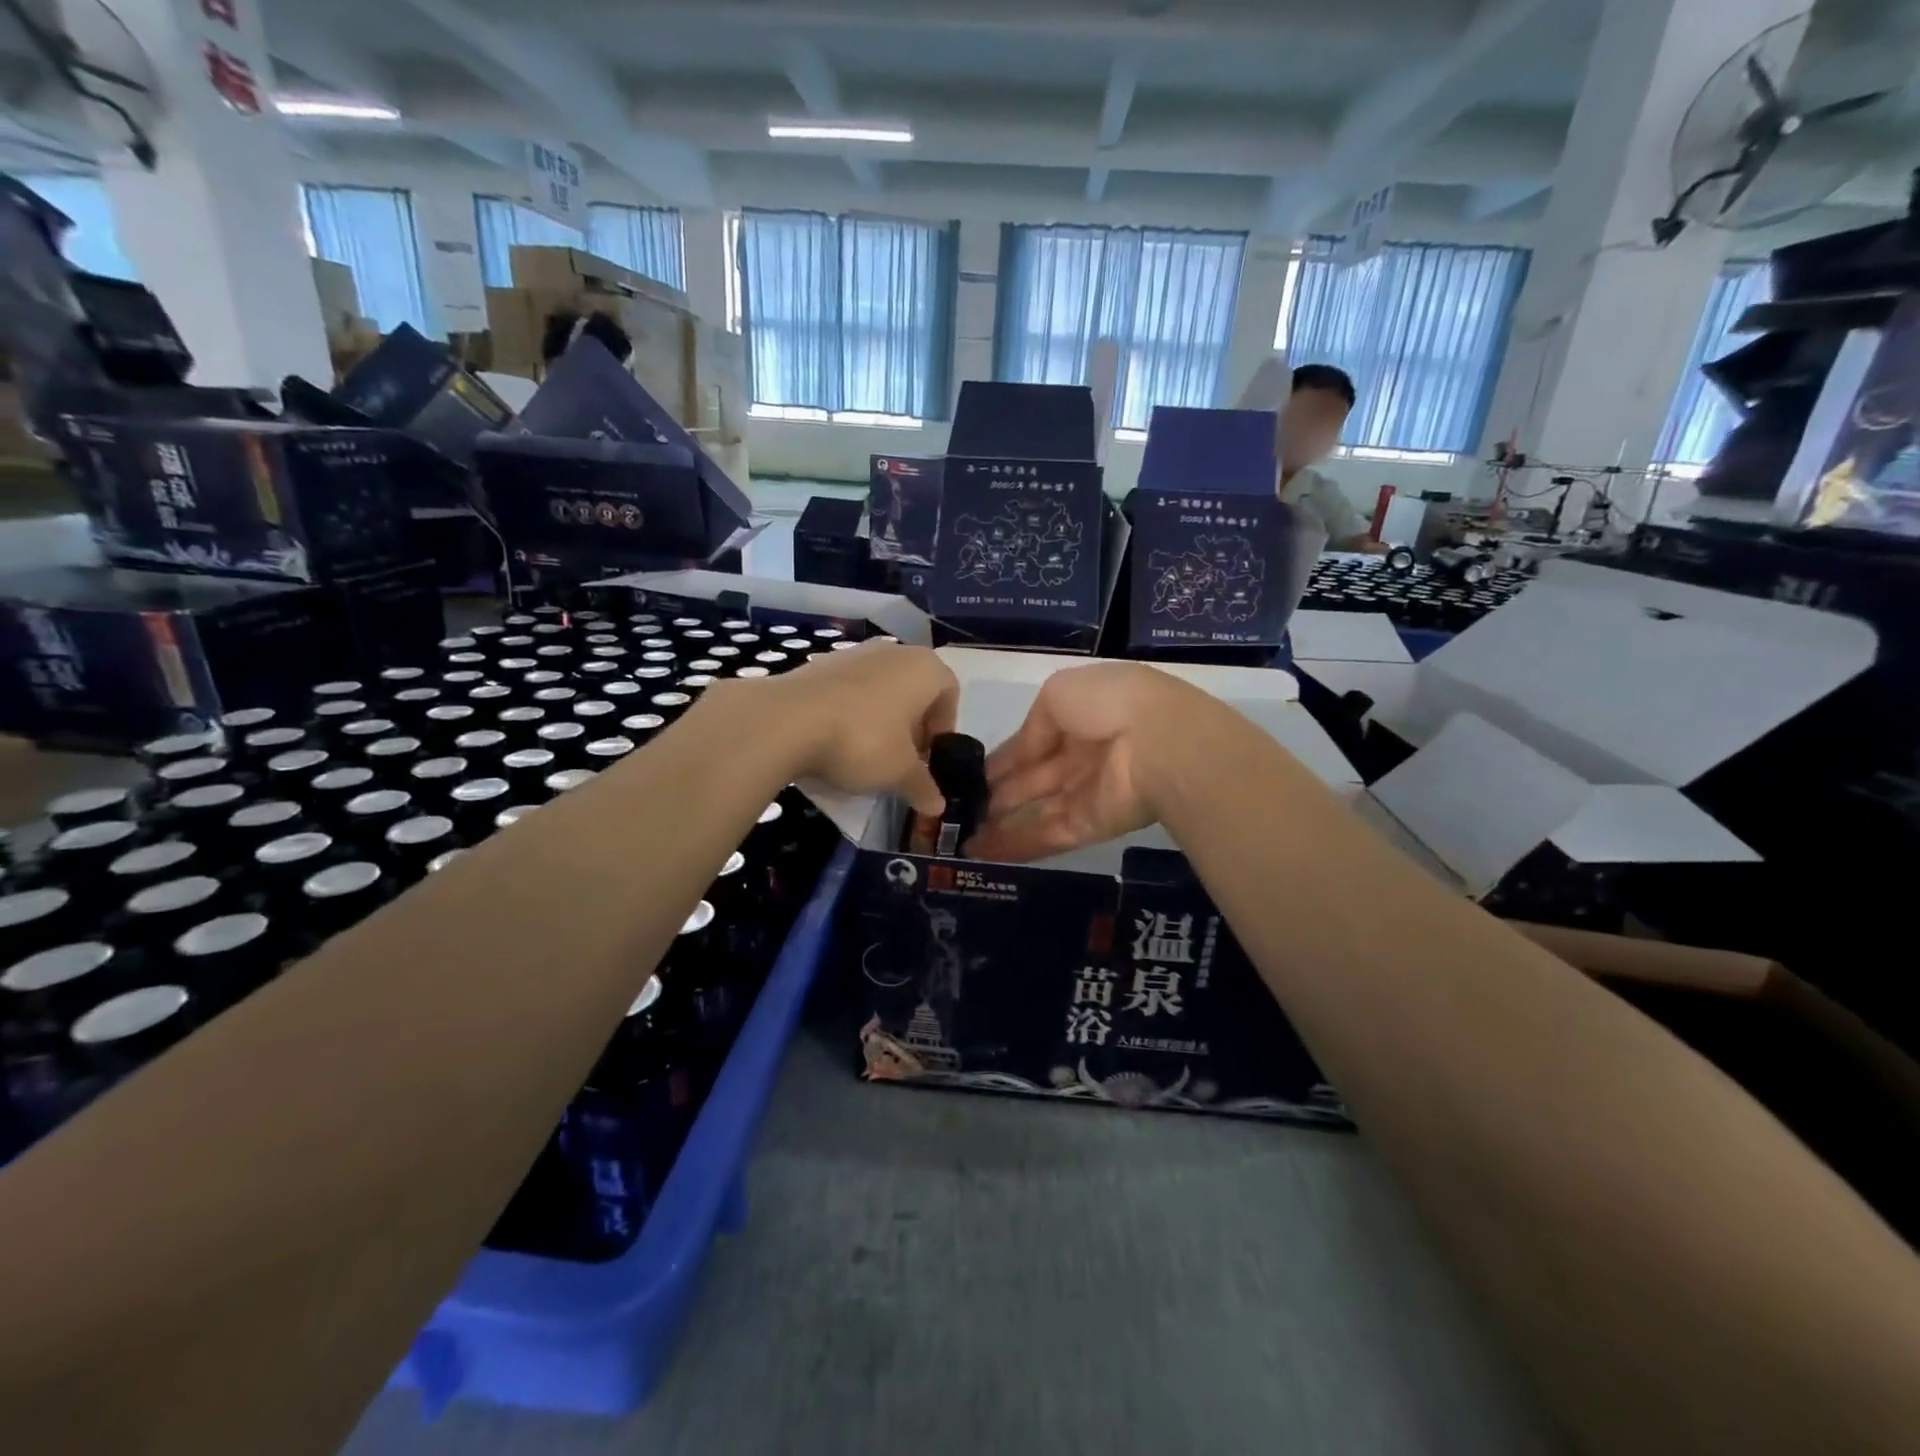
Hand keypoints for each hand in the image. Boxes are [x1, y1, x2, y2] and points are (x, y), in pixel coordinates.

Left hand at [745, 642, 959, 814]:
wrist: (787, 720)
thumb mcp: (899, 772)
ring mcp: (853, 653)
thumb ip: (923, 786)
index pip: (949, 693)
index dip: (943, 729)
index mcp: (924, 668)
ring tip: (867, 753)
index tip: (929, 758)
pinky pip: (848, 690)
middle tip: (902, 760)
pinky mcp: (819, 664)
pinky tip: (836, 742)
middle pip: (913, 690)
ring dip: (880, 718)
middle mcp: (893, 652)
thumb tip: (937, 806)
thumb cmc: (863, 740)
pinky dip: (850, 713)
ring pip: (880, 688)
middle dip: (912, 725)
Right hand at [969, 663, 1206, 862]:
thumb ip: (1036, 725)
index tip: (971, 776)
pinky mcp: (1092, 825)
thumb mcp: (1059, 694)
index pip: (1032, 741)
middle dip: (998, 795)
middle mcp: (1082, 754)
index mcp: (1078, 716)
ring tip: (962, 840)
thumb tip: (1022, 754)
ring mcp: (1088, 792)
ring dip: (1000, 825)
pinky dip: (1015, 844)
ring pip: (1036, 810)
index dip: (1003, 758)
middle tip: (961, 812)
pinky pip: (1048, 834)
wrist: (1158, 741)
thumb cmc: (1107, 704)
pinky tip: (981, 854)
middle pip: (1032, 779)